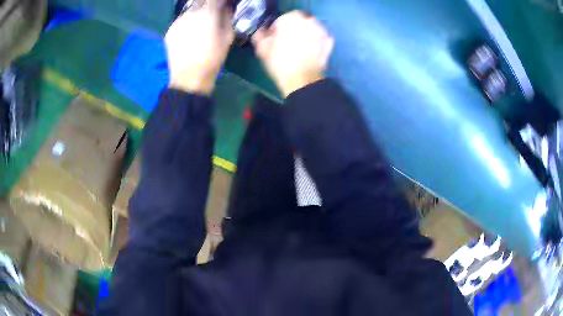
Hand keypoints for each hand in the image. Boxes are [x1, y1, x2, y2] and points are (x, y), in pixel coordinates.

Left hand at [166, 0, 233, 94]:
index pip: (214, 0)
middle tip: (210, 17)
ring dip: (196, 15)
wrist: (189, 77)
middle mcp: (192, 12)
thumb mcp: (228, 37)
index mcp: (208, 12)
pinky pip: (181, 21)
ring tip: (198, 27)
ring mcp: (178, 21)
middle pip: (201, 2)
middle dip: (207, 7)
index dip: (218, 3)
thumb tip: (225, 9)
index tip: (221, 6)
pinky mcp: (170, 30)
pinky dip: (186, 24)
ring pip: (190, 11)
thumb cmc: (213, 58)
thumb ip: (227, 18)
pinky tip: (189, 35)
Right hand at [252, 11, 333, 96]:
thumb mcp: (263, 49)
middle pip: (299, 22)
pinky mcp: (328, 44)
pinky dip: (316, 43)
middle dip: (293, 30)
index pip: (283, 19)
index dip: (277, 28)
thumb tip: (261, 32)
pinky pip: (321, 39)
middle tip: (287, 42)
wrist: (302, 81)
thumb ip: (260, 36)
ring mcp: (321, 32)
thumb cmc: (280, 63)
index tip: (274, 38)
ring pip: (311, 29)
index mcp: (291, 19)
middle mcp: (308, 21)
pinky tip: (310, 52)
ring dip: (305, 35)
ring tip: (298, 48)